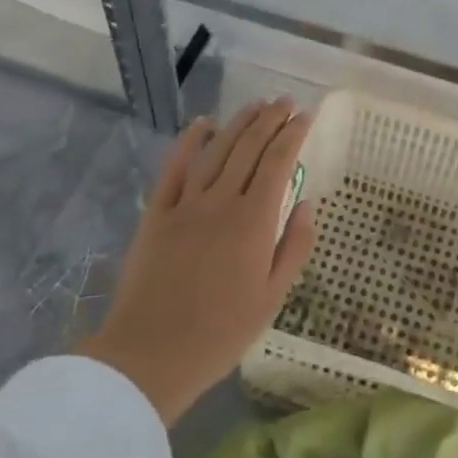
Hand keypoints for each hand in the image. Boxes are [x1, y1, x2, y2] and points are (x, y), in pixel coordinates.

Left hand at [78, 99, 316, 424]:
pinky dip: (190, 141)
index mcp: (254, 222)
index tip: (305, 116)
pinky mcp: (156, 213)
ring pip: (216, 150)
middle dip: (270, 120)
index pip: (278, 162)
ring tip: (256, 105)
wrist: (150, 355)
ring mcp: (186, 204)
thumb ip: (294, 246)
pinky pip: (174, 168)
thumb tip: (307, 203)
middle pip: (248, 147)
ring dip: (238, 123)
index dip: (292, 134)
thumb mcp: (272, 298)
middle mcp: (222, 201)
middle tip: (284, 102)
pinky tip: (203, 123)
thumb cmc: (220, 332)